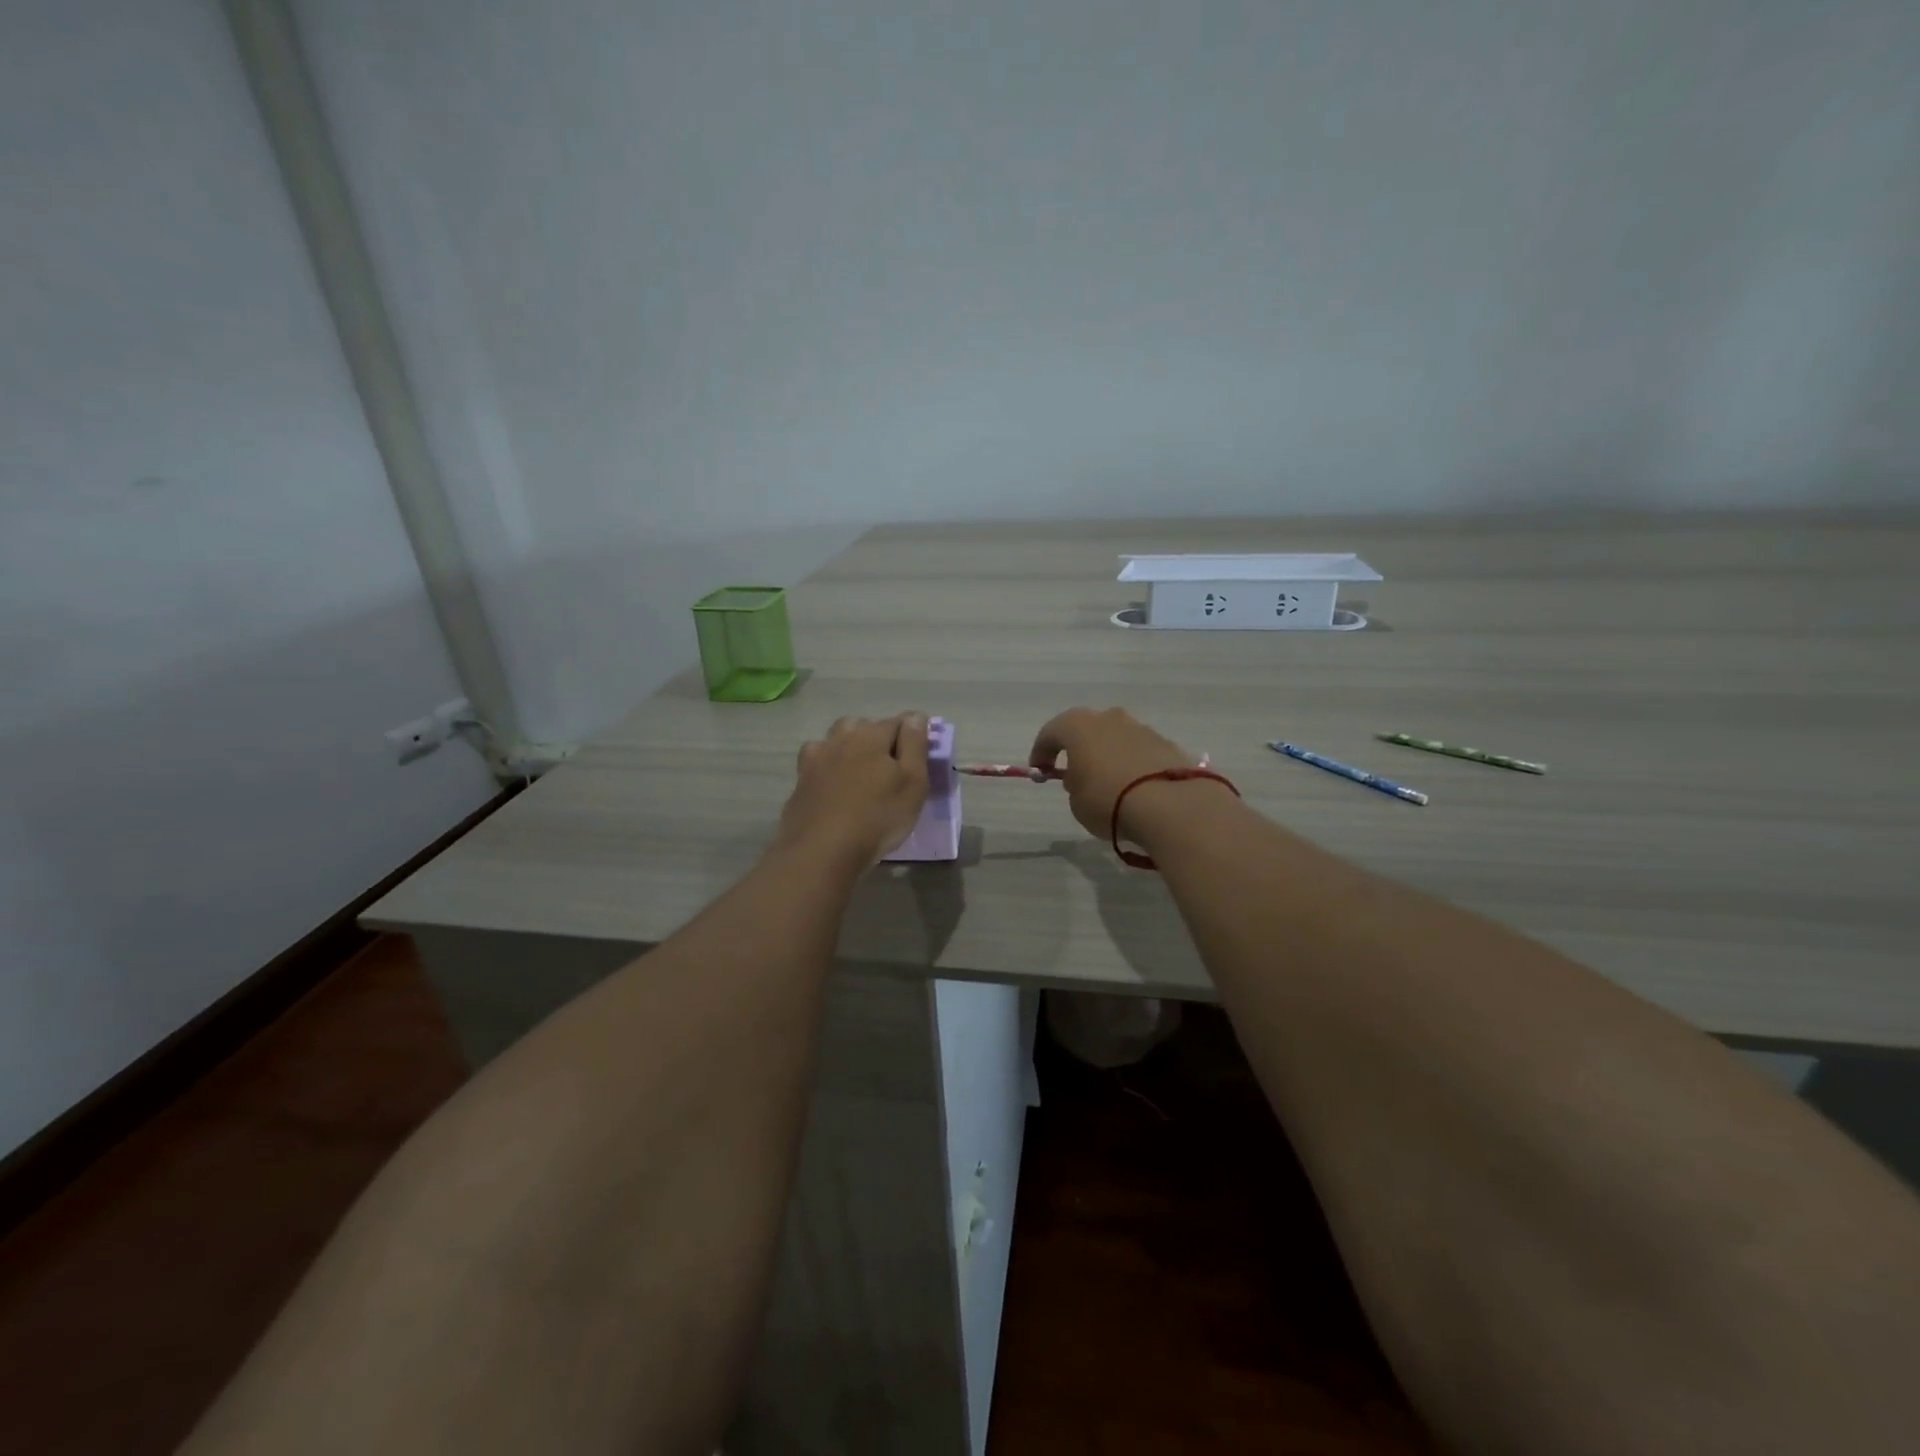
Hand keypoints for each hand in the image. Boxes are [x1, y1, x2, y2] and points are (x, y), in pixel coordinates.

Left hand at [777, 713, 930, 866]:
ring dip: (849, 748)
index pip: (899, 722)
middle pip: (864, 726)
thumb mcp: (912, 783)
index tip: (919, 760)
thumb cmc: (877, 817)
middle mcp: (840, 738)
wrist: (821, 851)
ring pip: (836, 740)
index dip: (912, 737)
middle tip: (891, 770)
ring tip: (861, 774)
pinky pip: (817, 762)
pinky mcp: (800, 781)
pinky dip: (827, 767)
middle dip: (879, 739)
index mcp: (871, 735)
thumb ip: (915, 745)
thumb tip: (915, 717)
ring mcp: (816, 758)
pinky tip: (833, 785)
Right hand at [1029, 707, 1220, 842]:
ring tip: (1109, 783)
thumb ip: (1074, 784)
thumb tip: (1083, 778)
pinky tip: (1135, 788)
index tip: (1040, 771)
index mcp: (1078, 726)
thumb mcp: (1076, 801)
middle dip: (1079, 749)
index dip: (1042, 752)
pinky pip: (1140, 752)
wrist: (1170, 805)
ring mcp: (1141, 728)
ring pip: (1116, 739)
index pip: (1051, 733)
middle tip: (1075, 774)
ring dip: (1109, 756)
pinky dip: (1133, 765)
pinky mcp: (1167, 744)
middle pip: (1087, 730)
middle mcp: (1110, 718)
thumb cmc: (1108, 800)